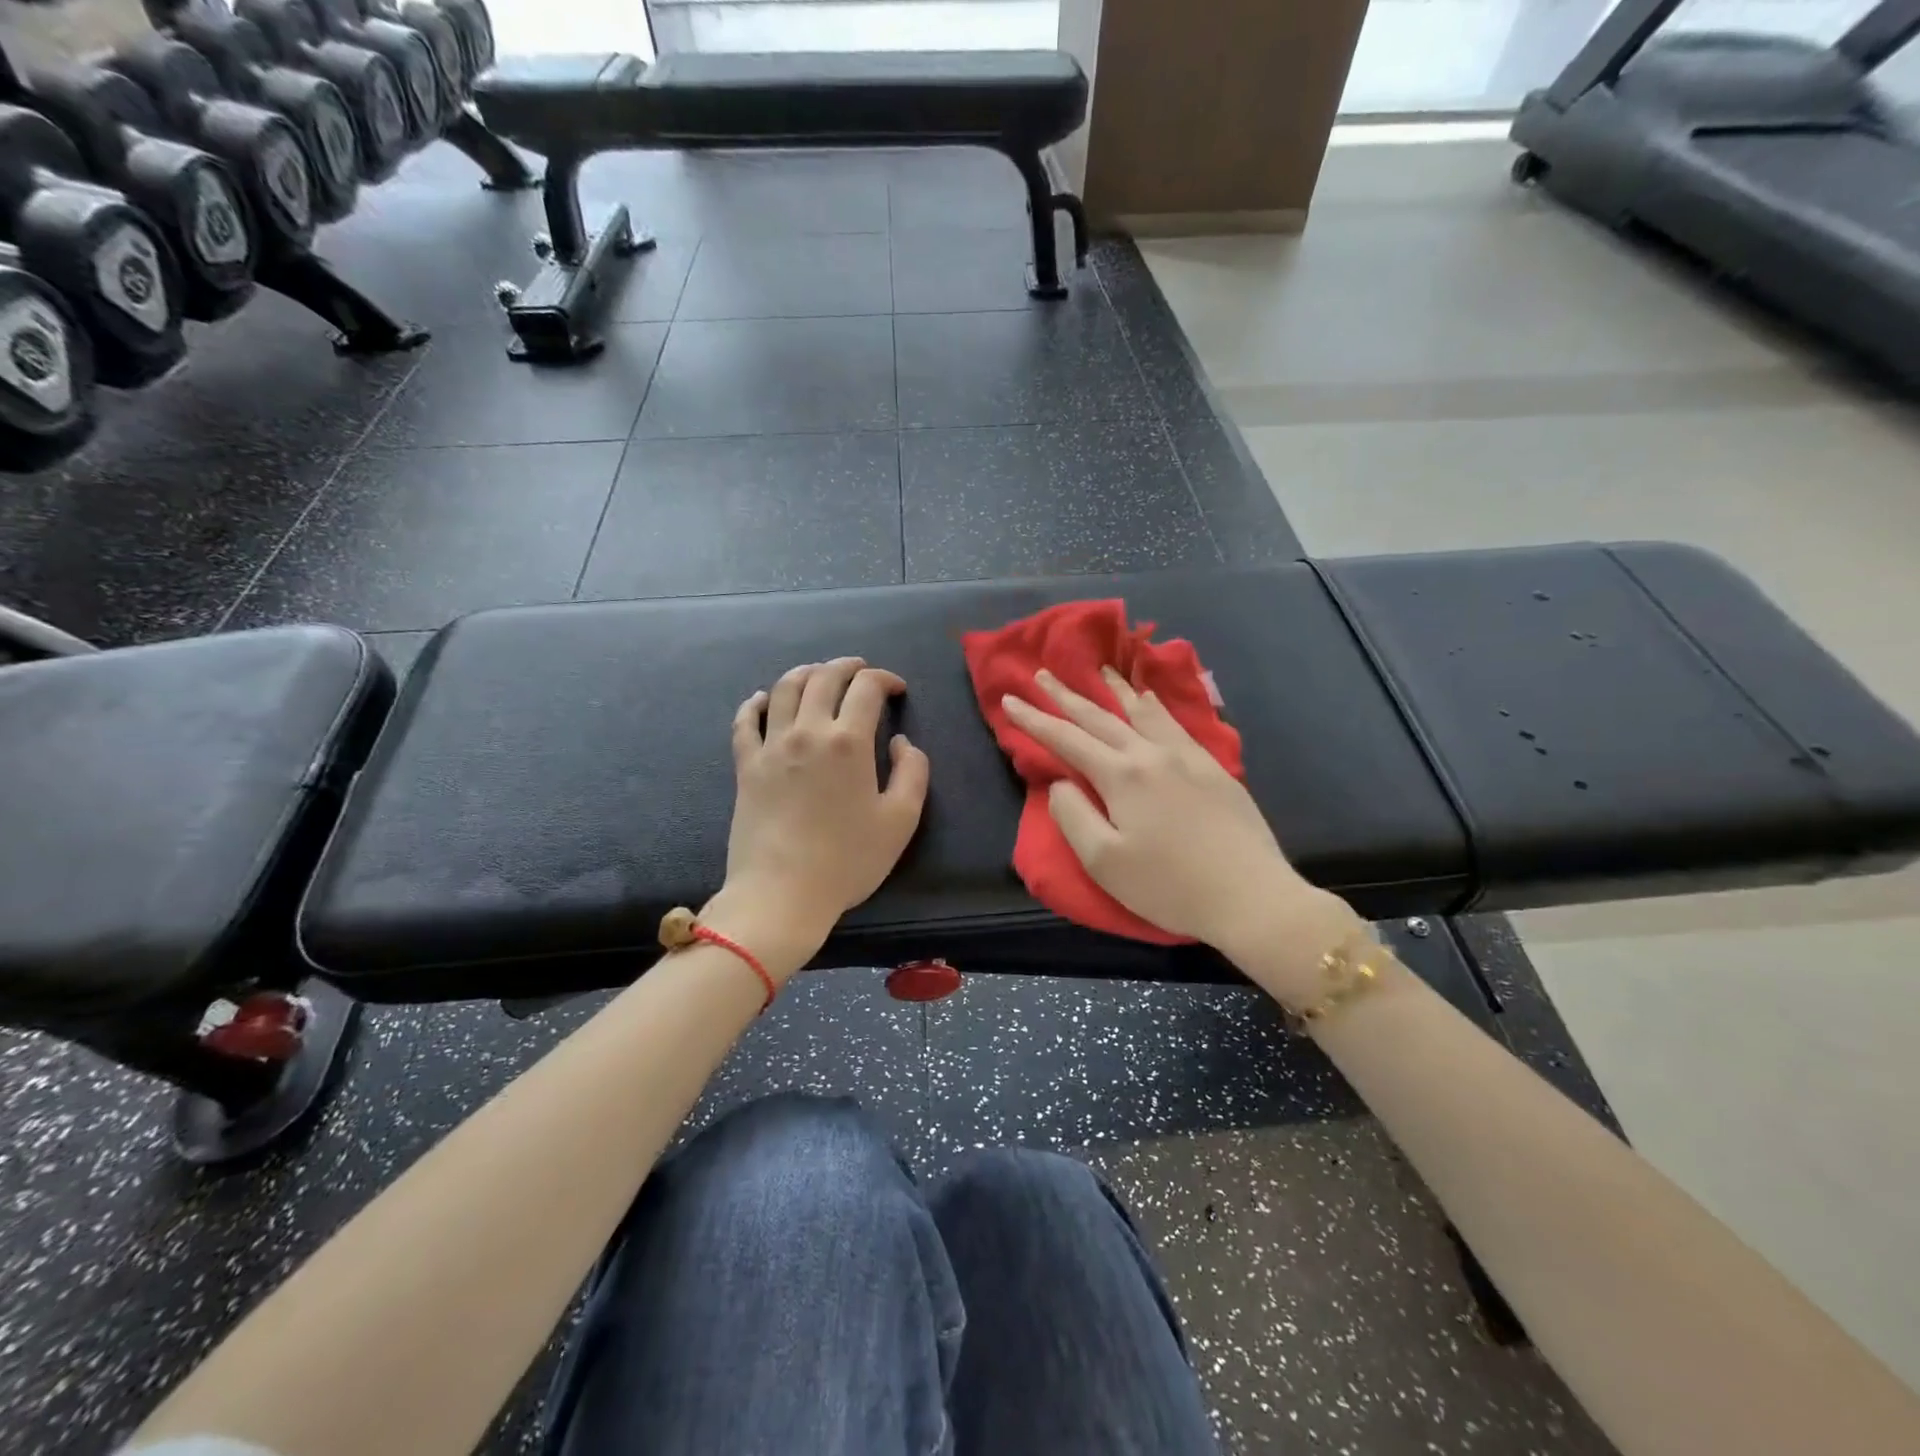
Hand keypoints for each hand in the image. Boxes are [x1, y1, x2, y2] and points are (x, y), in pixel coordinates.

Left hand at [708, 658, 930, 977]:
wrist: (782, 893)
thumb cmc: (847, 860)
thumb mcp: (901, 820)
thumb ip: (913, 772)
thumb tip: (900, 741)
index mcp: (848, 741)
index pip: (867, 688)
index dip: (885, 679)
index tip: (897, 690)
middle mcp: (808, 731)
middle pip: (824, 678)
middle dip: (847, 667)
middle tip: (861, 671)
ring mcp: (771, 746)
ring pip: (784, 689)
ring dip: (806, 673)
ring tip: (819, 674)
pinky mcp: (745, 766)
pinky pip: (745, 722)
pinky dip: (755, 703)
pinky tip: (761, 699)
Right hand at [1002, 668, 1342, 970]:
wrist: (1251, 895)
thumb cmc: (1169, 886)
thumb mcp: (1104, 862)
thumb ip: (1073, 816)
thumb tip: (1060, 783)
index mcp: (1121, 775)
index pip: (1066, 739)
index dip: (1034, 719)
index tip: (1009, 699)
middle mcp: (1151, 754)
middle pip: (1100, 717)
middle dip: (1066, 695)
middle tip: (1043, 673)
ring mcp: (1186, 757)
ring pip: (1141, 711)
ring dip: (1113, 690)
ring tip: (1098, 669)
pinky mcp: (1213, 767)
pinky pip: (1173, 722)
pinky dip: (1153, 705)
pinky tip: (1150, 699)